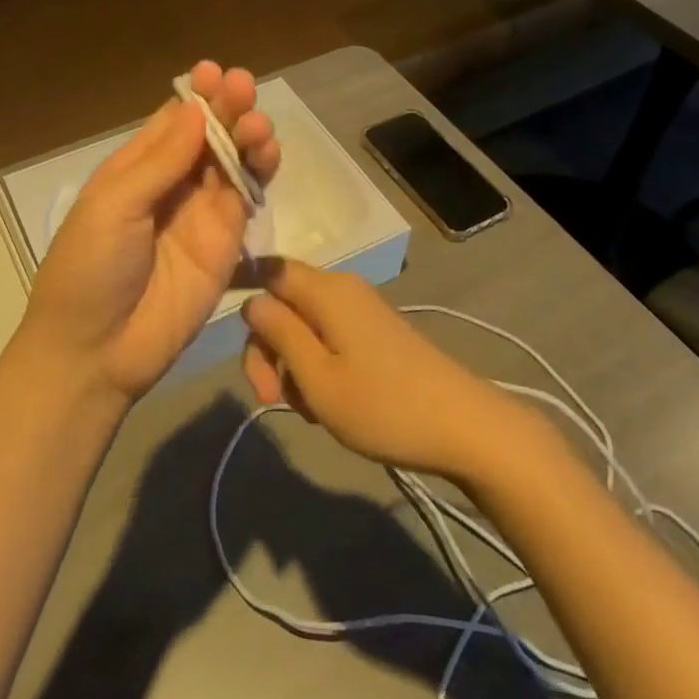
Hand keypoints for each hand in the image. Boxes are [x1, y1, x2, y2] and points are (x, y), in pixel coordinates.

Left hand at [17, 62, 279, 403]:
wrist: (97, 350)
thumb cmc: (89, 268)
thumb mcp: (114, 206)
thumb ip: (160, 161)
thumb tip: (195, 109)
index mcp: (135, 169)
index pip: (172, 121)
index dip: (196, 95)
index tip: (214, 72)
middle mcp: (171, 184)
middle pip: (208, 135)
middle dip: (227, 107)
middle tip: (243, 87)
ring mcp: (201, 212)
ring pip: (233, 161)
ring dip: (248, 135)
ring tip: (257, 123)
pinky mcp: (226, 242)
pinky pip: (246, 198)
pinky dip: (259, 172)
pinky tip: (268, 152)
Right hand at [241, 260, 519, 480]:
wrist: (465, 428)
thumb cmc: (383, 405)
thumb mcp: (317, 377)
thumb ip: (279, 334)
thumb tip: (252, 302)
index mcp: (326, 291)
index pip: (269, 269)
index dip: (245, 293)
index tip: (232, 339)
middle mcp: (343, 289)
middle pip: (284, 303)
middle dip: (269, 348)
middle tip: (270, 398)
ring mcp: (362, 311)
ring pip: (305, 326)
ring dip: (294, 365)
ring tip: (308, 409)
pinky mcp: (376, 334)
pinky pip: (329, 339)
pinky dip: (318, 368)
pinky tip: (329, 403)